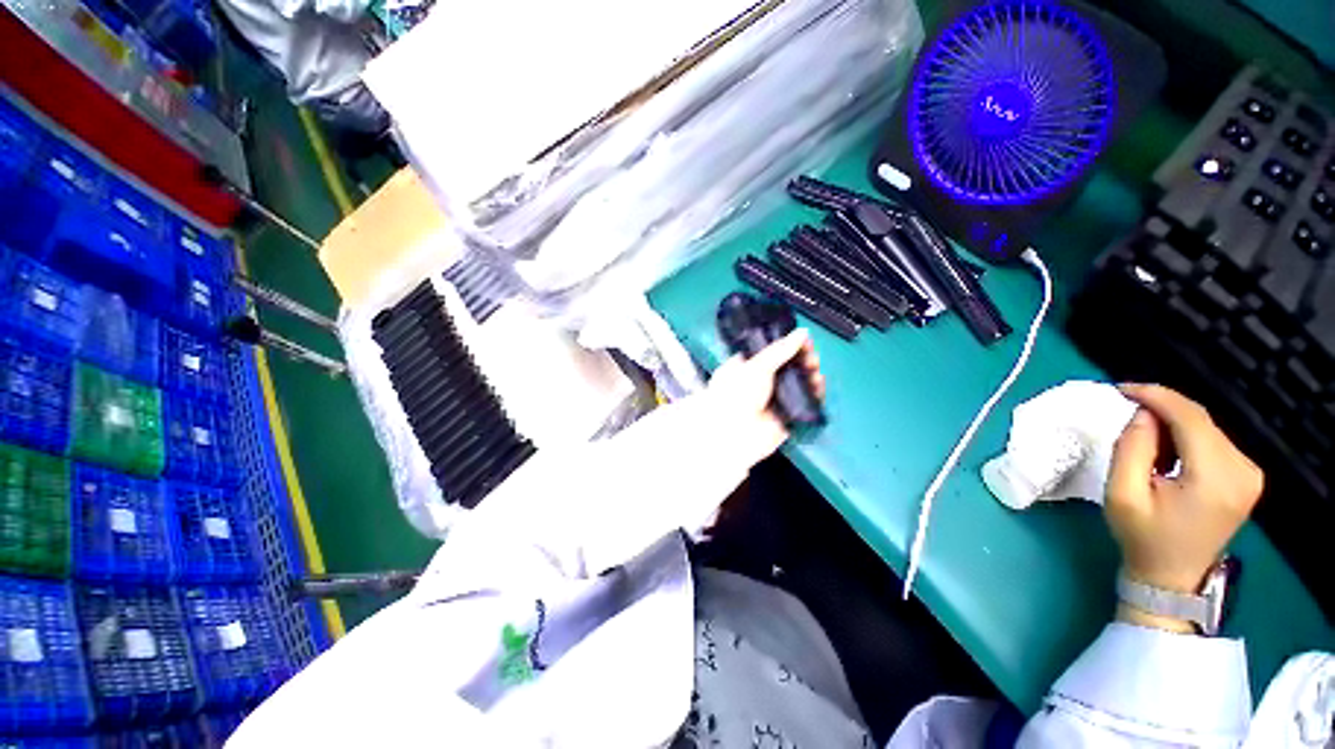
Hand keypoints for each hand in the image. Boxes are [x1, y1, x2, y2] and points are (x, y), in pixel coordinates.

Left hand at [703, 329, 824, 469]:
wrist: (733, 434)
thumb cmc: (734, 396)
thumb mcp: (756, 366)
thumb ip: (780, 350)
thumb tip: (800, 334)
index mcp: (744, 367)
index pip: (769, 352)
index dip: (786, 345)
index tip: (802, 340)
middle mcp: (758, 383)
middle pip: (786, 367)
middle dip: (801, 360)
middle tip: (811, 356)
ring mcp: (772, 400)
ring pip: (796, 384)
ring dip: (809, 375)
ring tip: (815, 370)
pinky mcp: (784, 417)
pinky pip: (803, 403)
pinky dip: (813, 395)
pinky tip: (818, 386)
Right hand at [1106, 385, 1262, 628]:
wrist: (1172, 577)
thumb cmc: (1142, 537)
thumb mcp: (1123, 494)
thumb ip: (1132, 448)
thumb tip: (1142, 414)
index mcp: (1215, 478)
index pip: (1191, 418)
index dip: (1157, 396)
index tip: (1122, 389)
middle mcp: (1243, 470)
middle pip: (1201, 420)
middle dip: (1162, 410)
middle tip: (1126, 414)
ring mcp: (1249, 474)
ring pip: (1207, 428)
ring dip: (1172, 425)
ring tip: (1145, 442)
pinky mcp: (1246, 477)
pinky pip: (1213, 441)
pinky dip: (1186, 438)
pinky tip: (1167, 454)